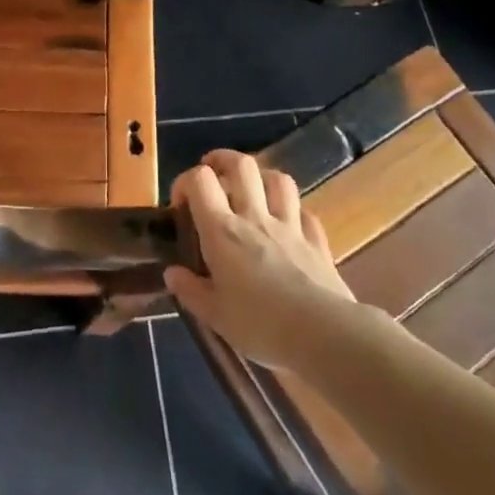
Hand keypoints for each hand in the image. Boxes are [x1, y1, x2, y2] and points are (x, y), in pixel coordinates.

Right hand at [164, 150, 354, 370]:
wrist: (323, 334)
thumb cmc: (260, 324)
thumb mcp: (214, 315)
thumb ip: (190, 291)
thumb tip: (172, 273)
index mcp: (223, 231)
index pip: (200, 181)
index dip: (185, 182)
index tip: (180, 205)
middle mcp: (255, 217)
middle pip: (242, 165)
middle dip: (223, 160)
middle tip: (214, 174)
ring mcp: (290, 225)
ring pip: (278, 180)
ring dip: (262, 178)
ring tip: (252, 191)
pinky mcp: (317, 241)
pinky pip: (305, 212)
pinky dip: (293, 211)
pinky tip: (288, 224)